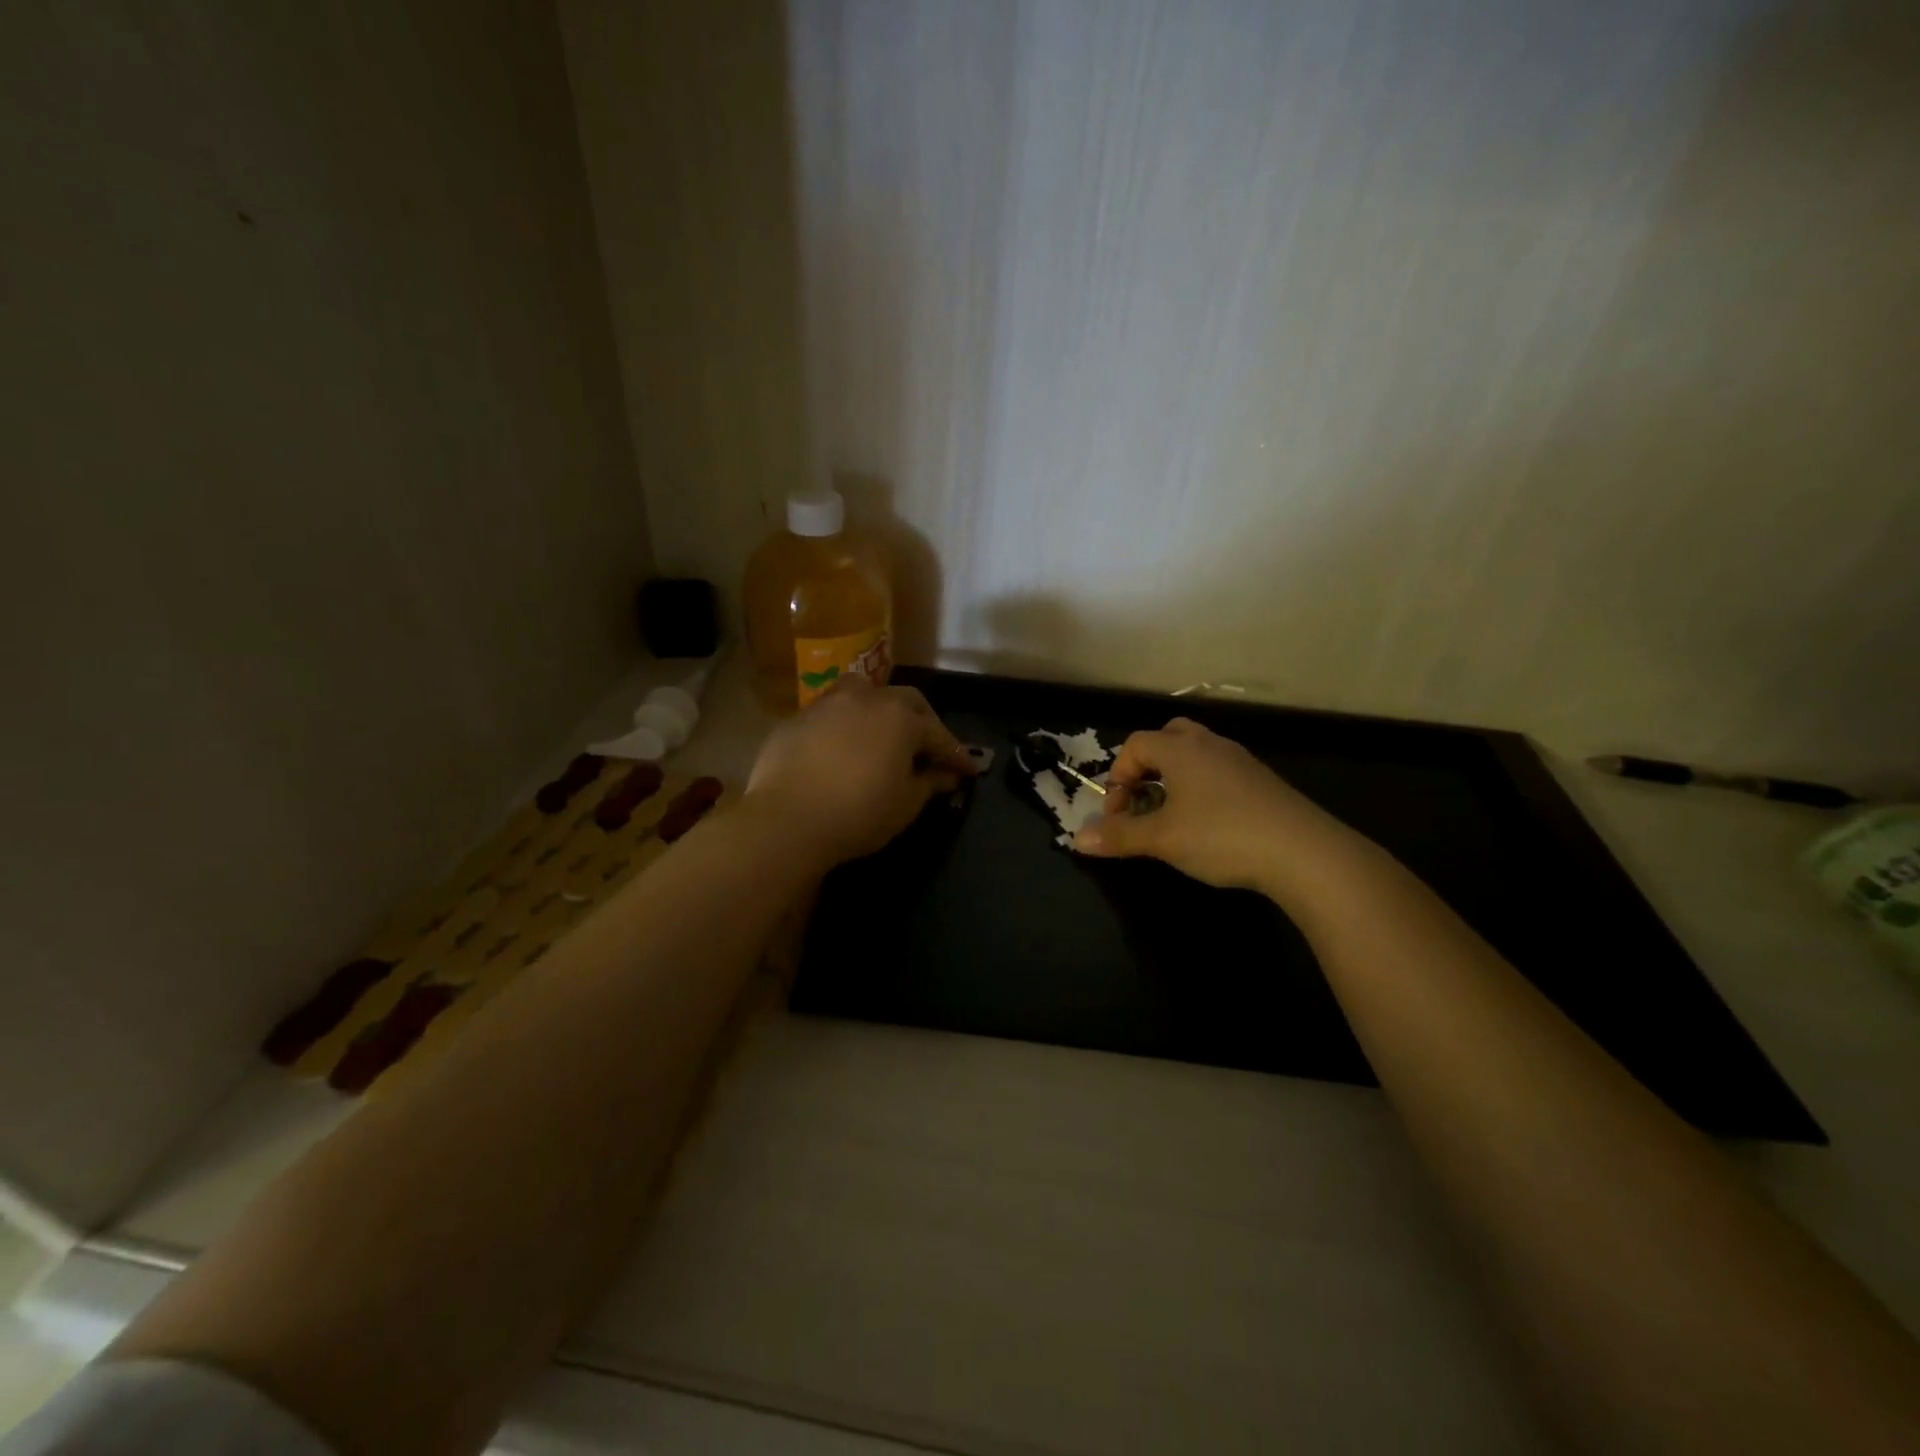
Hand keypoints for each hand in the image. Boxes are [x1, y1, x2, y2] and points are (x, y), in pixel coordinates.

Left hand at [742, 678, 976, 869]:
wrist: (787, 820)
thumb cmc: (859, 813)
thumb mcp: (906, 804)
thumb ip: (930, 783)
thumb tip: (948, 775)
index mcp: (900, 718)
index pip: (938, 734)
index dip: (955, 754)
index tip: (967, 771)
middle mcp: (866, 699)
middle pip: (904, 701)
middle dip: (922, 722)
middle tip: (929, 748)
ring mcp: (827, 704)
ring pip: (862, 692)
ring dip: (879, 709)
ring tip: (882, 732)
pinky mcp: (796, 719)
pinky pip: (830, 713)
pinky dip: (844, 725)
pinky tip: (841, 747)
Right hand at [1074, 717, 1364, 897]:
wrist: (1304, 852)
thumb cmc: (1221, 836)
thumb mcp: (1162, 839)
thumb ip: (1119, 836)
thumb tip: (1077, 839)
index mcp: (1180, 749)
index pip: (1135, 745)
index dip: (1117, 777)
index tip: (1119, 815)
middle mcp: (1210, 745)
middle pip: (1168, 737)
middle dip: (1147, 766)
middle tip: (1144, 801)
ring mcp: (1240, 761)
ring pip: (1197, 755)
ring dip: (1175, 778)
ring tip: (1173, 816)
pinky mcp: (1263, 782)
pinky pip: (1220, 773)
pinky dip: (1203, 789)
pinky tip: (1210, 825)